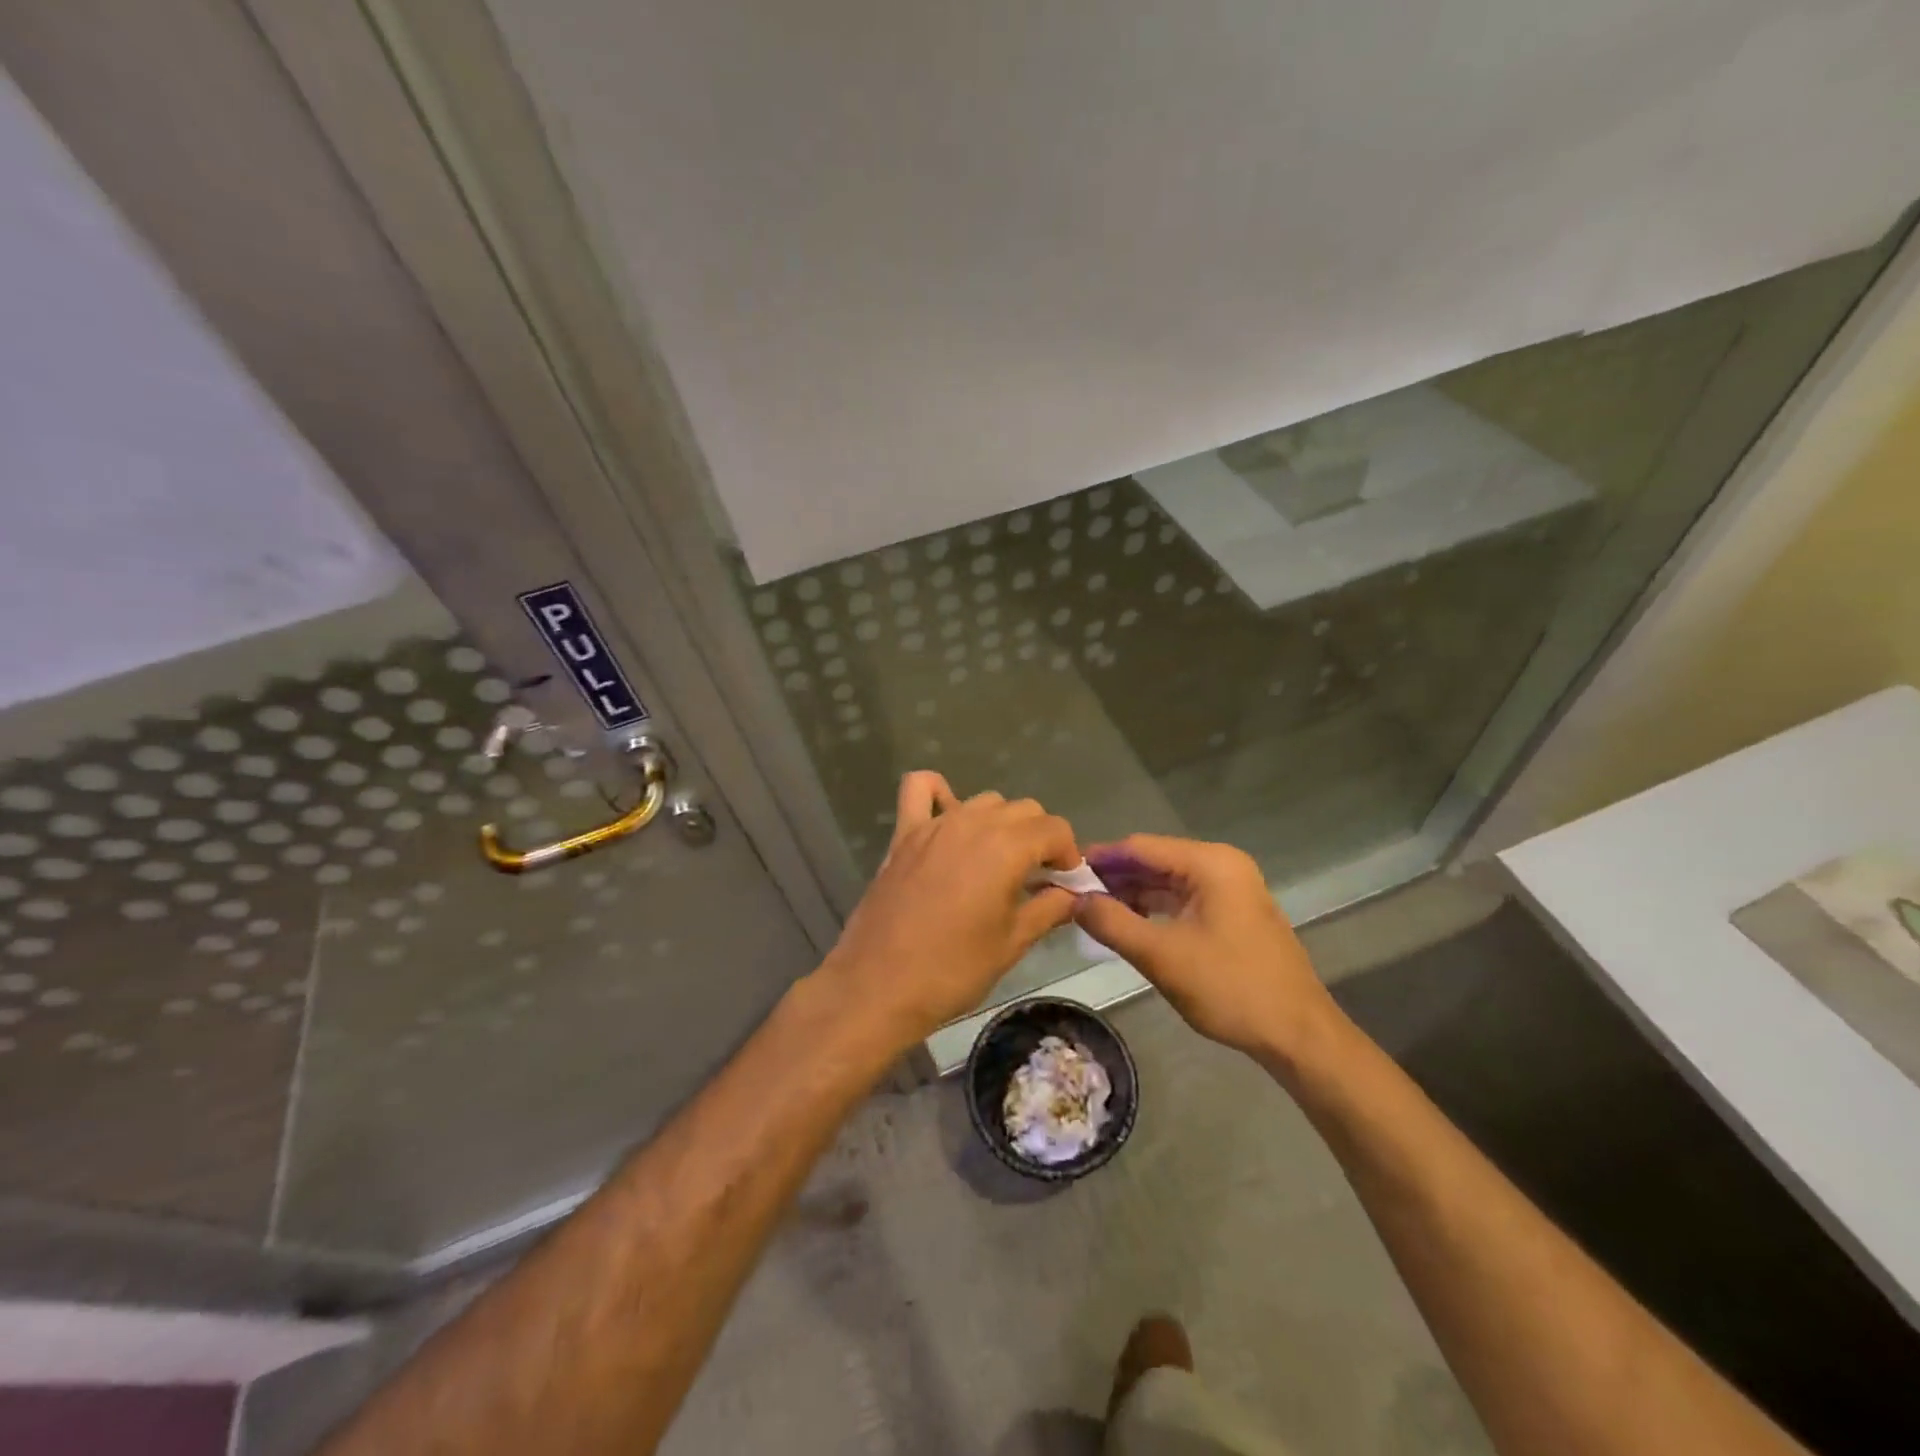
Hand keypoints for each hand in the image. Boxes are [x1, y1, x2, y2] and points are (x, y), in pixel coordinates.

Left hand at [817, 772, 1080, 1046]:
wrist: (879, 985)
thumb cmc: (953, 970)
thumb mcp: (1011, 944)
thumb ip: (1048, 910)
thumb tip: (1073, 895)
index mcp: (1006, 848)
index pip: (1054, 828)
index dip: (1068, 854)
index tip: (1065, 884)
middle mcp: (973, 823)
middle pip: (1023, 809)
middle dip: (1039, 837)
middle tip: (1036, 878)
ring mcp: (935, 825)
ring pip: (984, 801)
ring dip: (1001, 822)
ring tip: (998, 860)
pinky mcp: (904, 834)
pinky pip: (920, 789)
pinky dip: (939, 793)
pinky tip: (949, 818)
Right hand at [1074, 834, 1340, 1063]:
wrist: (1298, 1035)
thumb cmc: (1230, 988)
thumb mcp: (1161, 956)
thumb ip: (1112, 923)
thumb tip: (1073, 900)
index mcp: (1210, 863)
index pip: (1140, 847)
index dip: (1099, 858)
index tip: (1062, 871)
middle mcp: (1222, 865)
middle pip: (1153, 861)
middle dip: (1113, 877)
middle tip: (1070, 895)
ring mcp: (1231, 889)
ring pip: (1167, 881)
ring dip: (1131, 894)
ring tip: (1090, 911)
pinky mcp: (1233, 912)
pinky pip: (1183, 899)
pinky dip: (1153, 909)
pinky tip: (1126, 923)